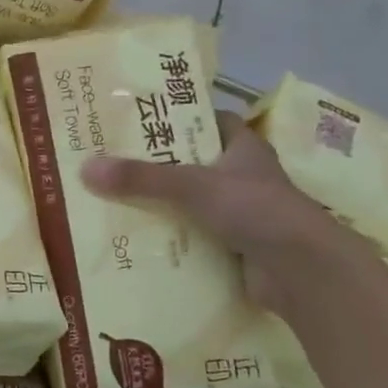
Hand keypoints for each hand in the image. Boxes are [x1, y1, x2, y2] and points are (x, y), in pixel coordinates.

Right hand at [80, 112, 363, 313]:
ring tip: (111, 202)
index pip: (209, 120)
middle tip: (110, 162)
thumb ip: (142, 178)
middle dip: (155, 165)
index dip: (178, 116)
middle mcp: (242, 177)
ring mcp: (240, 215)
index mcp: (243, 148)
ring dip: (159, 205)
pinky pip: (192, 238)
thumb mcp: (193, 186)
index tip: (139, 118)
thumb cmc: (255, 210)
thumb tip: (85, 168)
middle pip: (192, 163)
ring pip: (190, 204)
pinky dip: (169, 239)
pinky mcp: (233, 248)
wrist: (302, 271)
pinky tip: (135, 241)